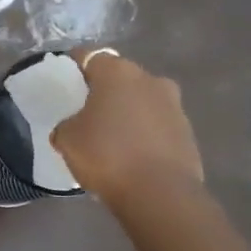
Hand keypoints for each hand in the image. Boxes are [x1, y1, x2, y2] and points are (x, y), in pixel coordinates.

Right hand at [49, 49, 203, 210]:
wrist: (159, 193)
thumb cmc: (106, 155)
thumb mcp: (67, 139)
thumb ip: (66, 125)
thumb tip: (73, 127)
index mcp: (117, 73)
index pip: (89, 56)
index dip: (74, 65)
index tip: (64, 77)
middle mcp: (150, 80)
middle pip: (120, 77)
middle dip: (104, 89)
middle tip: (86, 109)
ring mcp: (174, 105)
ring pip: (142, 100)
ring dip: (127, 111)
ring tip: (109, 135)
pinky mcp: (187, 132)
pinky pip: (156, 125)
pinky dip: (143, 133)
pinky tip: (130, 154)